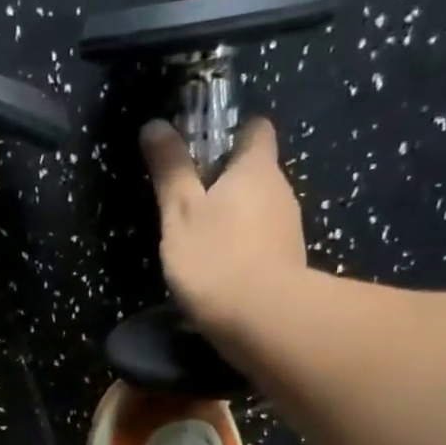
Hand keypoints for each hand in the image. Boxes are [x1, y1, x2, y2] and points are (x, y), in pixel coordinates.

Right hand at [142, 118, 310, 341]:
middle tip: (188, 200)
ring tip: (198, 240)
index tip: (204, 147)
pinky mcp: (288, 264)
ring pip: (258, 209)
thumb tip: (155, 124)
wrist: (262, 320)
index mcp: (256, 168)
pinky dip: (241, 247)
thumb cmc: (215, 256)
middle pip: (256, 172)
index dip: (232, 132)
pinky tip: (217, 269)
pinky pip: (261, 241)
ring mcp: (289, 229)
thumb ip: (170, 169)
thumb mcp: (179, 211)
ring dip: (233, 217)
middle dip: (226, 180)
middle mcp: (281, 191)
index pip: (256, 130)